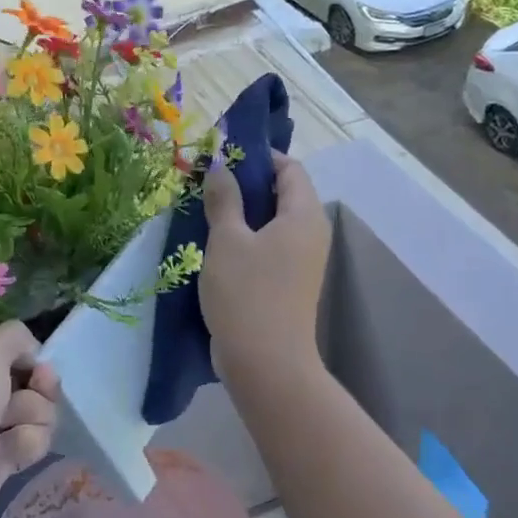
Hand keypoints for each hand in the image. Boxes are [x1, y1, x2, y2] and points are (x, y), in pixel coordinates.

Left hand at [0, 321, 59, 517]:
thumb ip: (15, 337)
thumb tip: (32, 351)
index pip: (14, 352)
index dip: (33, 359)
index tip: (39, 368)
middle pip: (33, 383)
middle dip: (39, 389)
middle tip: (33, 392)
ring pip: (39, 413)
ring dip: (30, 418)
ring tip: (2, 429)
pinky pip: (32, 444)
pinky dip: (21, 446)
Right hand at [200, 149, 329, 376]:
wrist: (265, 363)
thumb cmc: (247, 294)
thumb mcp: (227, 240)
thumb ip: (224, 199)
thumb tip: (220, 166)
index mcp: (303, 215)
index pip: (290, 169)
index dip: (259, 157)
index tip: (223, 155)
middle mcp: (311, 233)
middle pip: (283, 194)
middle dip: (246, 184)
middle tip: (207, 182)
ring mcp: (302, 261)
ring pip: (273, 223)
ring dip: (242, 213)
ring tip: (206, 210)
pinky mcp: (288, 283)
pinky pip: (269, 246)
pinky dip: (246, 238)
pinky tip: (215, 243)